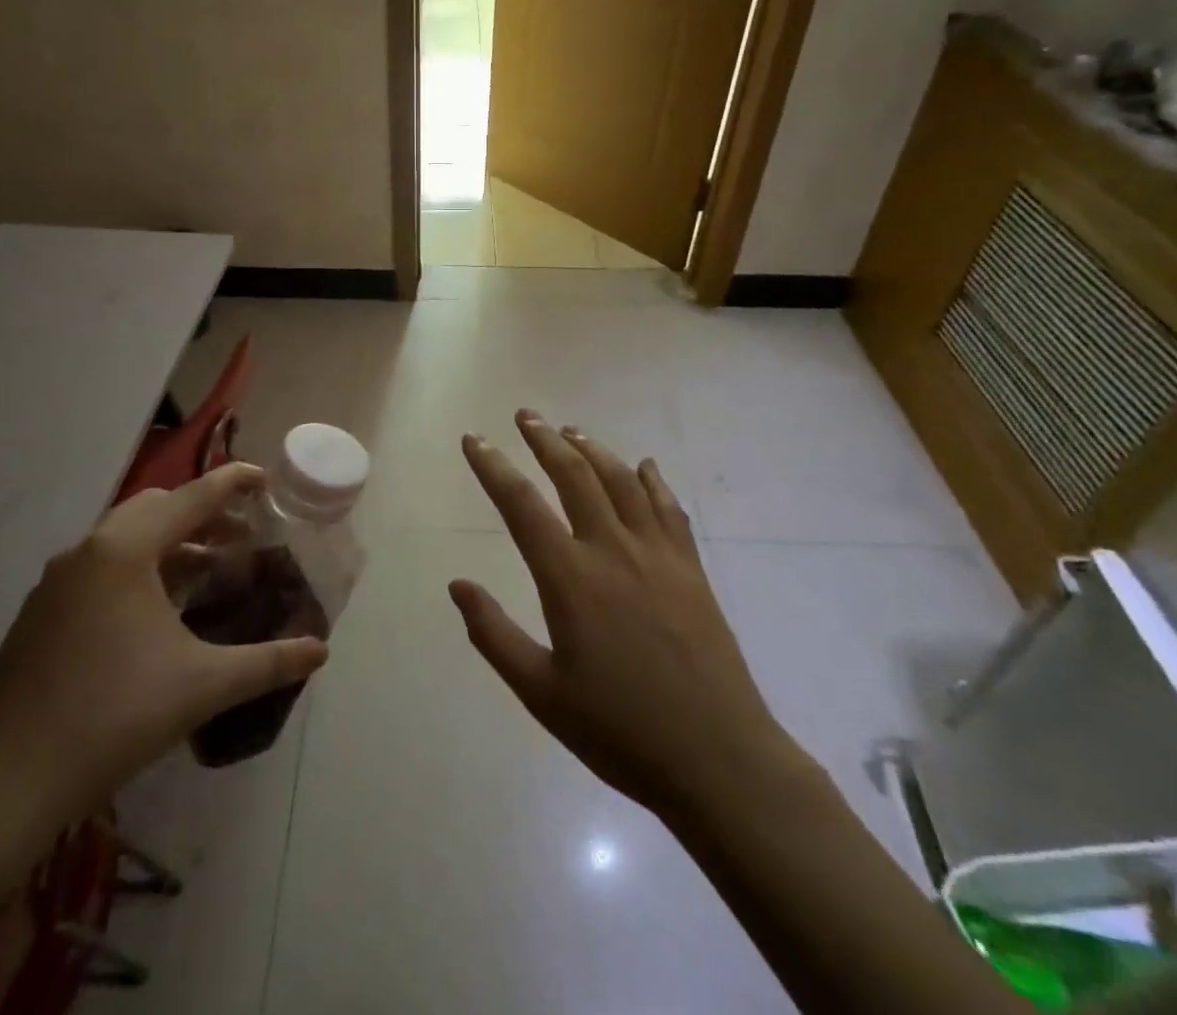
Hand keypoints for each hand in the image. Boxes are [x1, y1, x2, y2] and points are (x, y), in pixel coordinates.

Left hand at [0, 463, 328, 833]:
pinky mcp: (37, 612)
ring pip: (122, 537)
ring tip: (203, 571)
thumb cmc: (116, 717)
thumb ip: (268, 662)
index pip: (191, 498)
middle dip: (200, 513)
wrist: (10, 783)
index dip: (232, 483)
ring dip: (167, 542)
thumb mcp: (204, 686)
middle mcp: (87, 550)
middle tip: (238, 536)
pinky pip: (96, 567)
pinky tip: (152, 613)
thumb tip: (320, 651)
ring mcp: (54, 581)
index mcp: (125, 550)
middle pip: (155, 507)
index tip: (263, 478)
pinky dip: (134, 568)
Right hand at [451, 412, 810, 822]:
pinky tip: (644, 466)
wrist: (719, 760)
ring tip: (571, 431)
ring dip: (593, 449)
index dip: (493, 466)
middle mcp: (613, 550)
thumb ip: (494, 635)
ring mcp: (658, 554)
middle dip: (544, 440)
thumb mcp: (541, 693)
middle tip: (525, 416)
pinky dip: (652, 480)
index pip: (521, 505)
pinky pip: (669, 508)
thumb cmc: (620, 731)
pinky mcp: (691, 568)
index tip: (475, 439)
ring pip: (621, 481)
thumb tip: (457, 585)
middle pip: (574, 475)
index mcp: (570, 578)